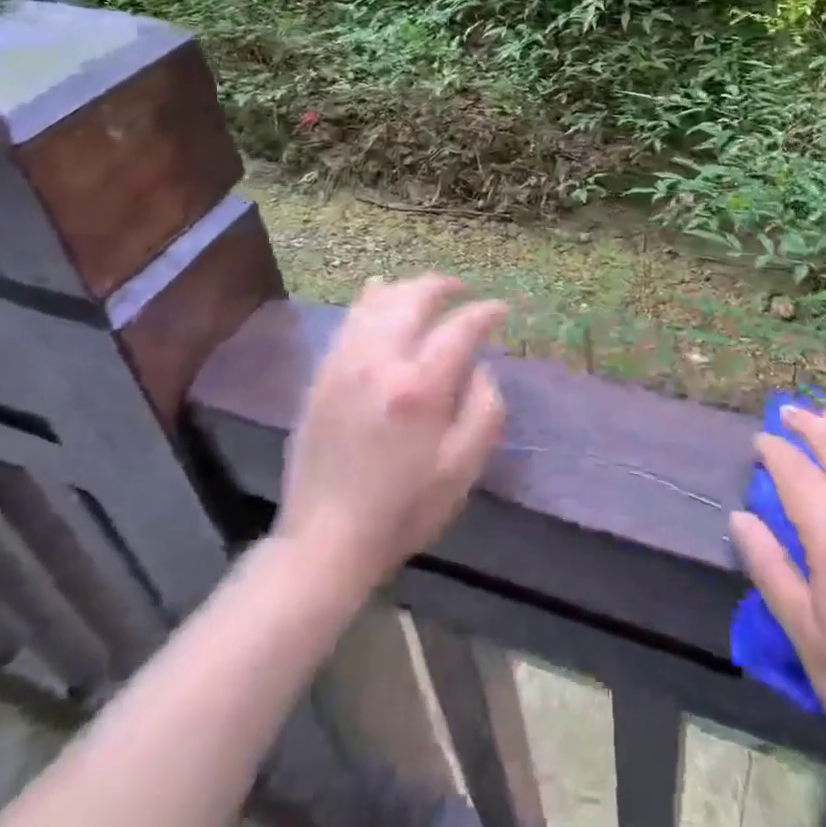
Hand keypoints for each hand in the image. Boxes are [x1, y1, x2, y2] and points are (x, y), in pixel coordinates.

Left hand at [275, 276, 506, 593]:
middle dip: (444, 286)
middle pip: (415, 298)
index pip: (461, 327)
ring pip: (378, 302)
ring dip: (408, 288)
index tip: (501, 310)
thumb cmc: (404, 508)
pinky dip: (370, 300)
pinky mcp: (323, 375)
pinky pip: (349, 320)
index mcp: (421, 386)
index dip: (486, 312)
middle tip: (464, 290)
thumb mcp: (463, 468)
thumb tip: (480, 368)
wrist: (326, 540)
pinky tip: (379, 294)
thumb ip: (484, 409)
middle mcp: (381, 362)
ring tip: (428, 291)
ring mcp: (346, 364)